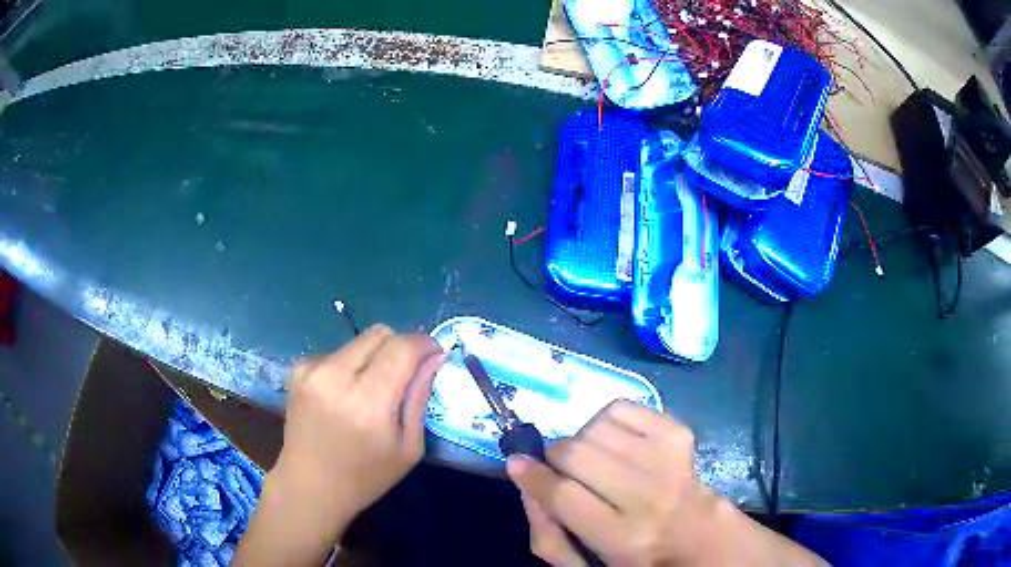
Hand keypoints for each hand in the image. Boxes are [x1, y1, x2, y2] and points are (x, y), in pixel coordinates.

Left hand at [236, 325, 443, 565]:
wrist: (310, 486)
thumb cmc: (366, 476)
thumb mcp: (408, 446)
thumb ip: (420, 396)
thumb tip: (435, 356)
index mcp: (368, 401)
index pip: (402, 347)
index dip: (425, 344)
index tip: (435, 354)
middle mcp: (336, 376)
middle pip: (380, 333)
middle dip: (400, 346)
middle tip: (405, 373)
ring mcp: (312, 369)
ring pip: (359, 340)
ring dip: (374, 356)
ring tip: (371, 389)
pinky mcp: (298, 369)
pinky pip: (337, 352)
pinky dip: (350, 365)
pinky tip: (345, 394)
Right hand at [508, 401, 823, 566]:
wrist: (697, 533)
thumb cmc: (633, 555)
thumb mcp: (584, 564)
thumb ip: (546, 533)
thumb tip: (526, 480)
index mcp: (624, 538)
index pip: (564, 495)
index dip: (533, 476)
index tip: (517, 464)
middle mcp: (649, 496)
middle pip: (578, 453)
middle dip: (556, 458)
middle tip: (562, 469)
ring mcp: (668, 459)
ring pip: (596, 427)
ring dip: (582, 441)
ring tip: (592, 459)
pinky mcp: (678, 433)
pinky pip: (622, 407)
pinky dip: (606, 421)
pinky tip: (615, 443)